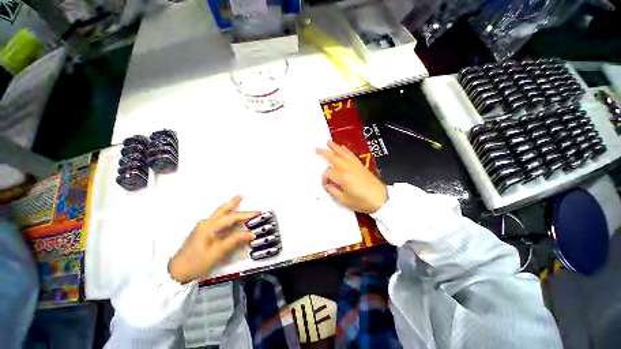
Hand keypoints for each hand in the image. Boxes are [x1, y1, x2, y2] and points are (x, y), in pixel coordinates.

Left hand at [168, 196, 257, 282]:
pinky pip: (216, 218)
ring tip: (236, 201)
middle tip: (241, 196)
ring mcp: (202, 226)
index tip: (258, 212)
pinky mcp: (201, 231)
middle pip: (222, 210)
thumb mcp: (217, 252)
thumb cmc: (197, 262)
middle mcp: (206, 223)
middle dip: (233, 203)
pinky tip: (227, 215)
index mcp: (209, 226)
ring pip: (218, 213)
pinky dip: (224, 214)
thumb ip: (234, 241)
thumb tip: (251, 234)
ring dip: (228, 207)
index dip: (246, 215)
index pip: (232, 217)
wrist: (176, 272)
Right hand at [316, 141, 386, 213]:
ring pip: (342, 152)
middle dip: (324, 153)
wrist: (380, 199)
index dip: (324, 179)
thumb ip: (332, 191)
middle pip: (333, 157)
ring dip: (334, 147)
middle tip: (316, 149)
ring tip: (328, 142)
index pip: (328, 173)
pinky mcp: (360, 164)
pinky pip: (351, 154)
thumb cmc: (362, 202)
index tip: (326, 185)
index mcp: (342, 177)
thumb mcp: (344, 200)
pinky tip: (342, 147)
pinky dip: (345, 150)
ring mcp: (354, 165)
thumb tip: (327, 184)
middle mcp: (347, 168)